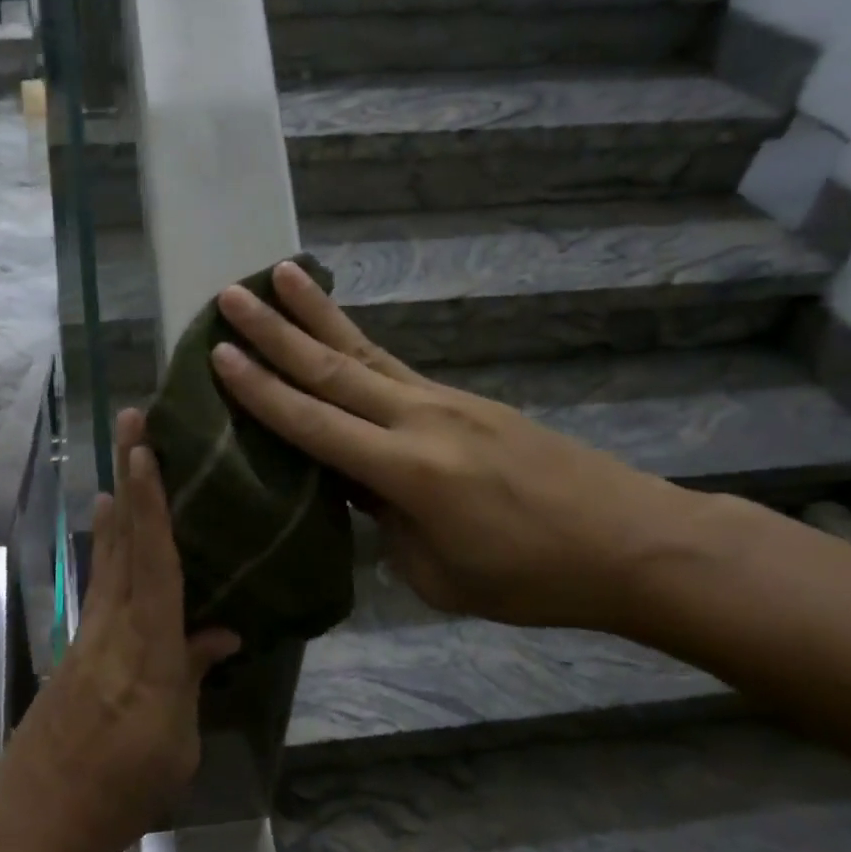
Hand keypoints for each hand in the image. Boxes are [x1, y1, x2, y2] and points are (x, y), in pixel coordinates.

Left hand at [0, 409, 239, 851]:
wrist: (35, 814)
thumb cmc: (120, 788)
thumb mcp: (176, 742)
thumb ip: (193, 676)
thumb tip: (221, 631)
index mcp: (149, 647)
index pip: (155, 561)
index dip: (152, 503)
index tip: (145, 450)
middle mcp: (116, 624)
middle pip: (126, 539)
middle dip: (130, 478)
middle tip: (130, 423)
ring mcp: (91, 631)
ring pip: (109, 555)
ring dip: (118, 506)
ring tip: (122, 465)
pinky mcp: (78, 646)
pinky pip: (101, 582)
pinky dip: (108, 547)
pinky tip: (111, 534)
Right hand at [211, 262, 693, 633]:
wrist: (631, 542)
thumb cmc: (531, 577)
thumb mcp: (437, 574)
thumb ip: (386, 525)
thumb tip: (361, 489)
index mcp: (406, 471)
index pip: (314, 423)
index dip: (262, 391)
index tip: (219, 354)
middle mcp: (419, 419)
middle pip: (332, 367)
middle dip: (275, 330)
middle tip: (230, 294)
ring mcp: (444, 401)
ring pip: (364, 351)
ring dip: (315, 313)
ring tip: (278, 274)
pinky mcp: (465, 400)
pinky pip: (394, 366)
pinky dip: (356, 342)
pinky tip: (337, 332)